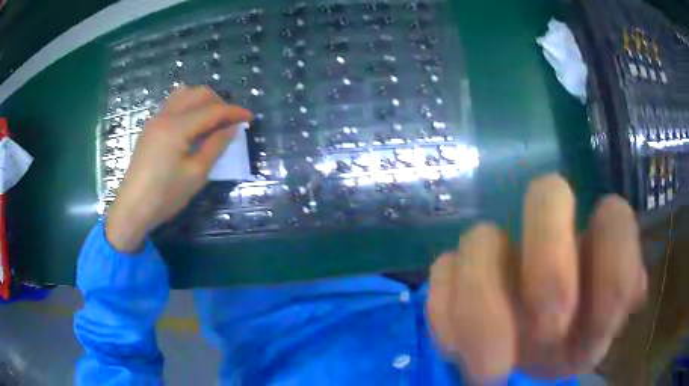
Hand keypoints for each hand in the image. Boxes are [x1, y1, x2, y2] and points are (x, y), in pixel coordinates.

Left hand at [106, 86, 251, 251]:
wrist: (132, 208)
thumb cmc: (165, 195)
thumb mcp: (196, 174)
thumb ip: (216, 146)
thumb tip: (232, 128)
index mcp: (177, 127)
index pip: (212, 110)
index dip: (234, 112)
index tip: (249, 118)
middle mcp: (165, 115)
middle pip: (198, 94)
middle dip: (219, 102)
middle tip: (230, 122)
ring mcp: (155, 120)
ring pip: (184, 95)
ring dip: (202, 101)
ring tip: (212, 120)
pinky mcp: (150, 128)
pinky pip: (172, 104)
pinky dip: (188, 106)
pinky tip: (192, 124)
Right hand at [427, 174, 646, 382]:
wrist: (530, 354)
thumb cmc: (573, 340)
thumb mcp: (600, 334)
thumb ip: (619, 305)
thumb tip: (635, 292)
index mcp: (592, 244)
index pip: (613, 214)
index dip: (614, 259)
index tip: (603, 323)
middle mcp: (549, 233)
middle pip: (545, 191)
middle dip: (550, 264)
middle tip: (547, 332)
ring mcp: (498, 250)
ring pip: (480, 237)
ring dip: (484, 309)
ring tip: (491, 371)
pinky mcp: (455, 273)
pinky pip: (440, 273)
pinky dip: (447, 315)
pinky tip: (458, 352)